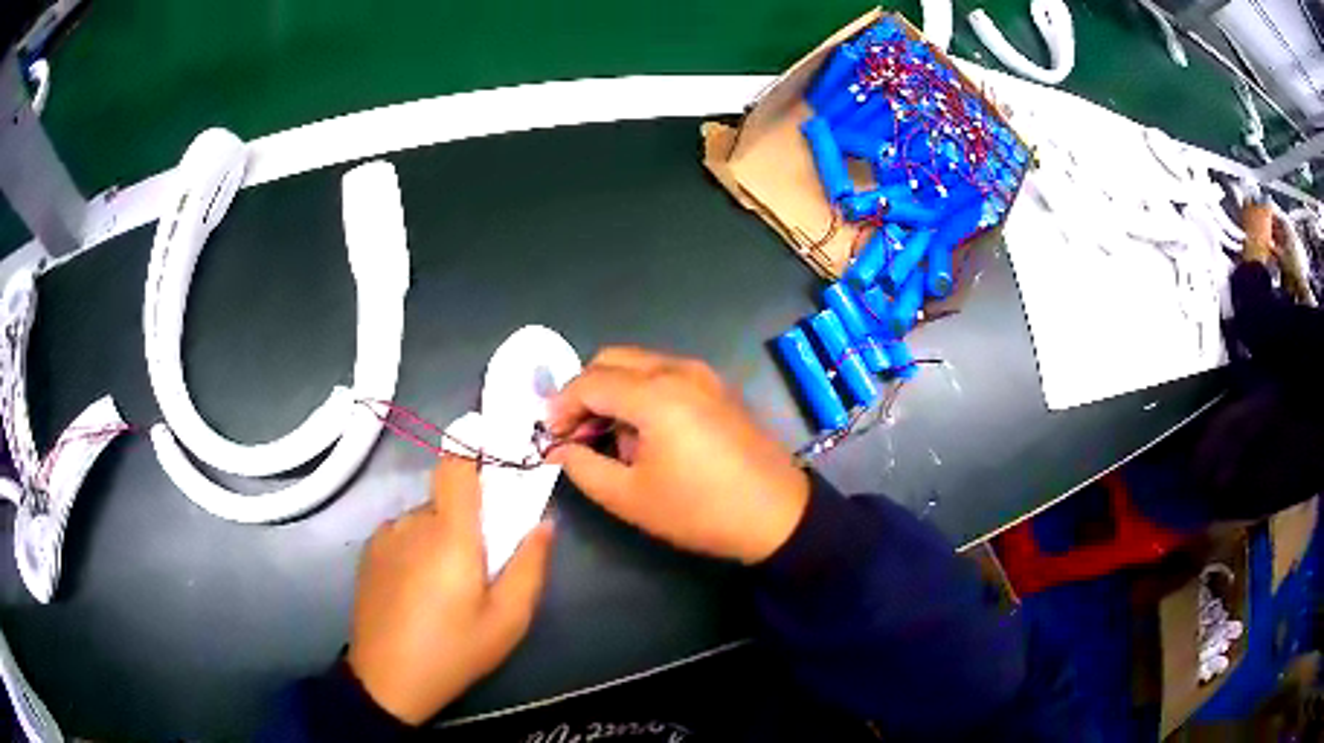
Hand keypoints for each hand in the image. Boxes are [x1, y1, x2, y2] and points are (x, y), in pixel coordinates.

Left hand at [347, 457, 554, 724]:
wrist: (387, 679)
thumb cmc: (454, 651)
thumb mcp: (508, 620)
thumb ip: (530, 565)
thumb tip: (543, 520)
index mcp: (449, 534)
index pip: (457, 465)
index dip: (476, 452)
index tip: (498, 465)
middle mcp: (413, 522)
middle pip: (448, 498)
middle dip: (470, 519)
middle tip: (482, 564)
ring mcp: (385, 535)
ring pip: (426, 518)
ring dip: (443, 537)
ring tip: (448, 586)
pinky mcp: (369, 552)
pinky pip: (404, 534)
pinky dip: (418, 548)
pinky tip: (420, 591)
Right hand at [545, 347, 808, 564]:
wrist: (777, 515)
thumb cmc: (700, 510)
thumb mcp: (630, 498)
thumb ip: (583, 467)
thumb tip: (560, 449)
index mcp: (655, 394)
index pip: (589, 382)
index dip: (560, 406)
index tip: (550, 436)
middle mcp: (678, 370)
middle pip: (612, 360)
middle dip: (584, 391)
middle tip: (575, 432)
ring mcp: (703, 374)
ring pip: (639, 364)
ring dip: (613, 391)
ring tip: (608, 438)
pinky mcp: (717, 387)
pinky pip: (665, 374)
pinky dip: (641, 392)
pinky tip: (644, 433)